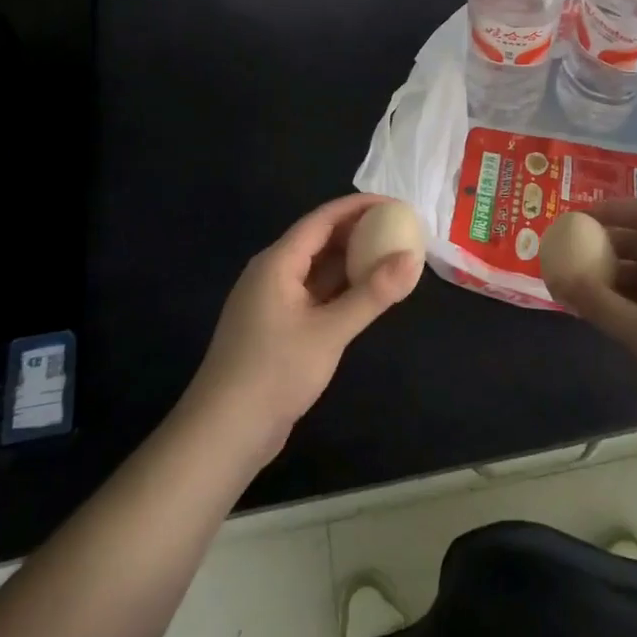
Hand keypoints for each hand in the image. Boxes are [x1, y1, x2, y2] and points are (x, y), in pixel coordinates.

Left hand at [187, 194, 422, 459]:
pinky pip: (314, 293)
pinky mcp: (277, 326)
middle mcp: (272, 272)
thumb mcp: (329, 332)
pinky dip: (341, 288)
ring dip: (351, 261)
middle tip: (400, 230)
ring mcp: (273, 301)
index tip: (396, 204)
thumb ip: (372, 294)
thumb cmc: (274, 373)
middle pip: (319, 239)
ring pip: (317, 268)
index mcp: (277, 262)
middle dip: (359, 231)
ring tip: (391, 255)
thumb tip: (412, 257)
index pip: (322, 219)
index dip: (359, 207)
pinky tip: (366, 293)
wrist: (224, 432)